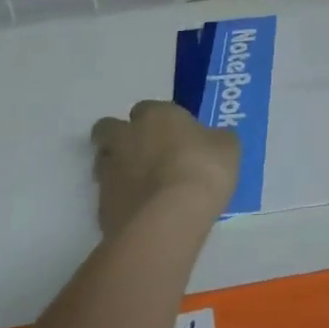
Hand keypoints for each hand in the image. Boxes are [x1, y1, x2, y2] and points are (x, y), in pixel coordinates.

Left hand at [91, 101, 239, 233]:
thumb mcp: (227, 147)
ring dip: (116, 168)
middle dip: (119, 137)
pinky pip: (108, 197)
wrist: (169, 219)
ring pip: (102, 162)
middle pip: (107, 129)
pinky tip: (140, 213)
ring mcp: (109, 172)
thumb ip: (216, 139)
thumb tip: (213, 140)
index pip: (145, 108)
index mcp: (156, 115)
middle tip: (141, 153)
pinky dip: (120, 201)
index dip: (155, 120)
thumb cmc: (203, 170)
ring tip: (141, 186)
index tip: (170, 133)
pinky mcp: (101, 207)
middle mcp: (126, 137)